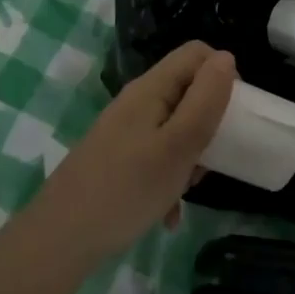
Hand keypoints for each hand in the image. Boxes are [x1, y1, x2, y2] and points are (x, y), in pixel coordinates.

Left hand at [29, 41, 236, 266]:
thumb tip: (227, 58)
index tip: (234, 114)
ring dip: (192, 156)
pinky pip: (158, 157)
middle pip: (188, 92)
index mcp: (151, 89)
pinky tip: (168, 213)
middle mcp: (137, 103)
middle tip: (212, 157)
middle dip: (209, 122)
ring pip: (176, 128)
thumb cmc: (127, 189)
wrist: (60, 239)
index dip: (223, 74)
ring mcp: (126, 132)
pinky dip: (170, 179)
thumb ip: (205, 101)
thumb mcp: (178, 145)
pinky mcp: (119, 159)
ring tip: (189, 188)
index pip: (197, 54)